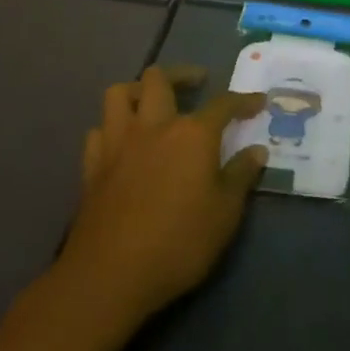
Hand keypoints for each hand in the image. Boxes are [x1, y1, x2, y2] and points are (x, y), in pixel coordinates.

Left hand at [57, 66, 267, 324]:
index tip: (257, 102)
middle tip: (196, 85)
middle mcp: (154, 126)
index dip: (243, 100)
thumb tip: (257, 151)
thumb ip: (241, 176)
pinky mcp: (92, 166)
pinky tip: (123, 142)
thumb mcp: (225, 214)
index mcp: (192, 134)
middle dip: (181, 75)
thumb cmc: (178, 243)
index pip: (223, 103)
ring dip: (138, 91)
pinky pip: (99, 130)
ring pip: (120, 93)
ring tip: (153, 103)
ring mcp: (118, 143)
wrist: (110, 275)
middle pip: (160, 79)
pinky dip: (112, 128)